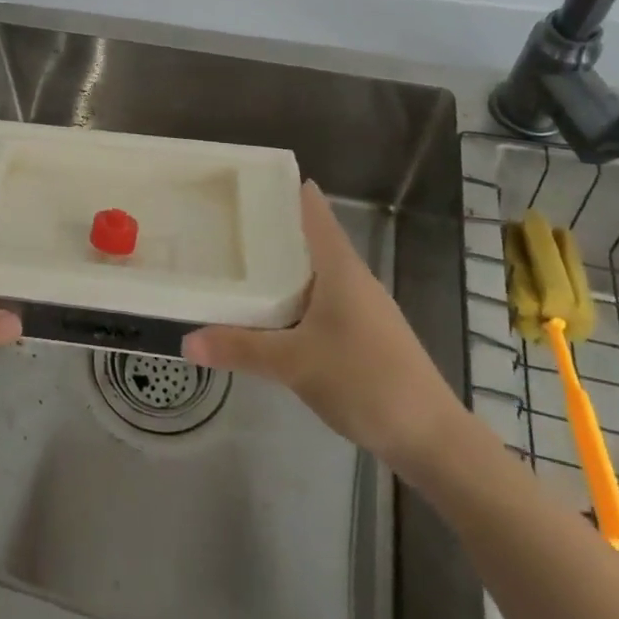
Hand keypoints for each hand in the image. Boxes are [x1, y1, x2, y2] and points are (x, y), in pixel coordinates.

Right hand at [183, 181, 471, 473]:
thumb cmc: (365, 381)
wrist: (432, 439)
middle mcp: (354, 279)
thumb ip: (240, 348)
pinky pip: (323, 301)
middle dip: (273, 229)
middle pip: (311, 240)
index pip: (314, 211)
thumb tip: (186, 340)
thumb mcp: (294, 363)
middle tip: (227, 221)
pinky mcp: (366, 336)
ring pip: (317, 273)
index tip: (249, 179)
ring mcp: (364, 308)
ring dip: (284, 266)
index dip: (286, 190)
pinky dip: (296, 297)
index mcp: (341, 268)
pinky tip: (274, 314)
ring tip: (240, 262)